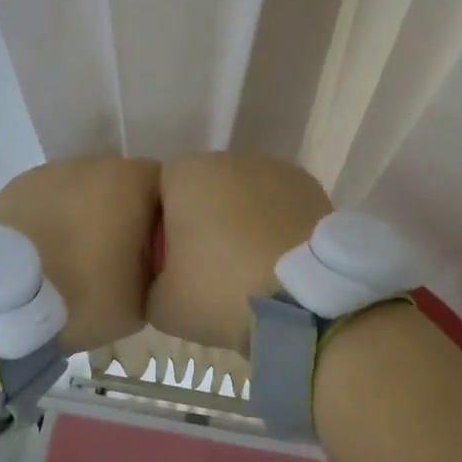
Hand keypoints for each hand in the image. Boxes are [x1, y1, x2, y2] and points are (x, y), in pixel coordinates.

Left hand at [0, 157, 160, 350]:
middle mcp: (93, 163)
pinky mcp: (14, 188)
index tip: (153, 249)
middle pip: (119, 184)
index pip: (164, 187)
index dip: (161, 217)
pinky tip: (42, 253)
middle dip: (120, 212)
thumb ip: (158, 267)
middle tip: (114, 256)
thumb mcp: (145, 296)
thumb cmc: (88, 294)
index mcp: (133, 180)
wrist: (8, 301)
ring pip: (79, 190)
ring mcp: (50, 172)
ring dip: (82, 214)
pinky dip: (49, 219)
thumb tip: (152, 260)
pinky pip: (45, 201)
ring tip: (72, 257)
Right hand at [147, 151, 332, 354]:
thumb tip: (164, 279)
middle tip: (211, 267)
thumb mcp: (161, 304)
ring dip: (243, 219)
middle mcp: (230, 157)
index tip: (173, 264)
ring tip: (250, 264)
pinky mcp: (310, 185)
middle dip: (205, 219)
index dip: (163, 229)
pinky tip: (279, 258)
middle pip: (204, 188)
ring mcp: (275, 167)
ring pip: (244, 193)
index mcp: (186, 173)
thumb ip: (152, 282)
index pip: (159, 193)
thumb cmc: (222, 291)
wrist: (306, 299)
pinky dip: (275, 223)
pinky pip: (279, 203)